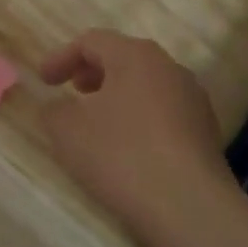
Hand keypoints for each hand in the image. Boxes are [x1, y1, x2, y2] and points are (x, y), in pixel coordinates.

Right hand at [38, 30, 239, 245]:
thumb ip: (54, 110)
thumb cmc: (122, 155)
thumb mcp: (68, 131)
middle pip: (124, 58)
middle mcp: (169, 68)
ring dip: (118, 95)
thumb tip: (59, 106)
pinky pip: (164, 111)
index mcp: (136, 56)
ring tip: (98, 120)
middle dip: (93, 72)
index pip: (92, 41)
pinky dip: (139, 117)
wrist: (188, 205)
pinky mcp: (205, 130)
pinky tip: (128, 146)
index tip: (42, 81)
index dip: (62, 57)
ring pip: (147, 85)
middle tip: (72, 90)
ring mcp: (193, 99)